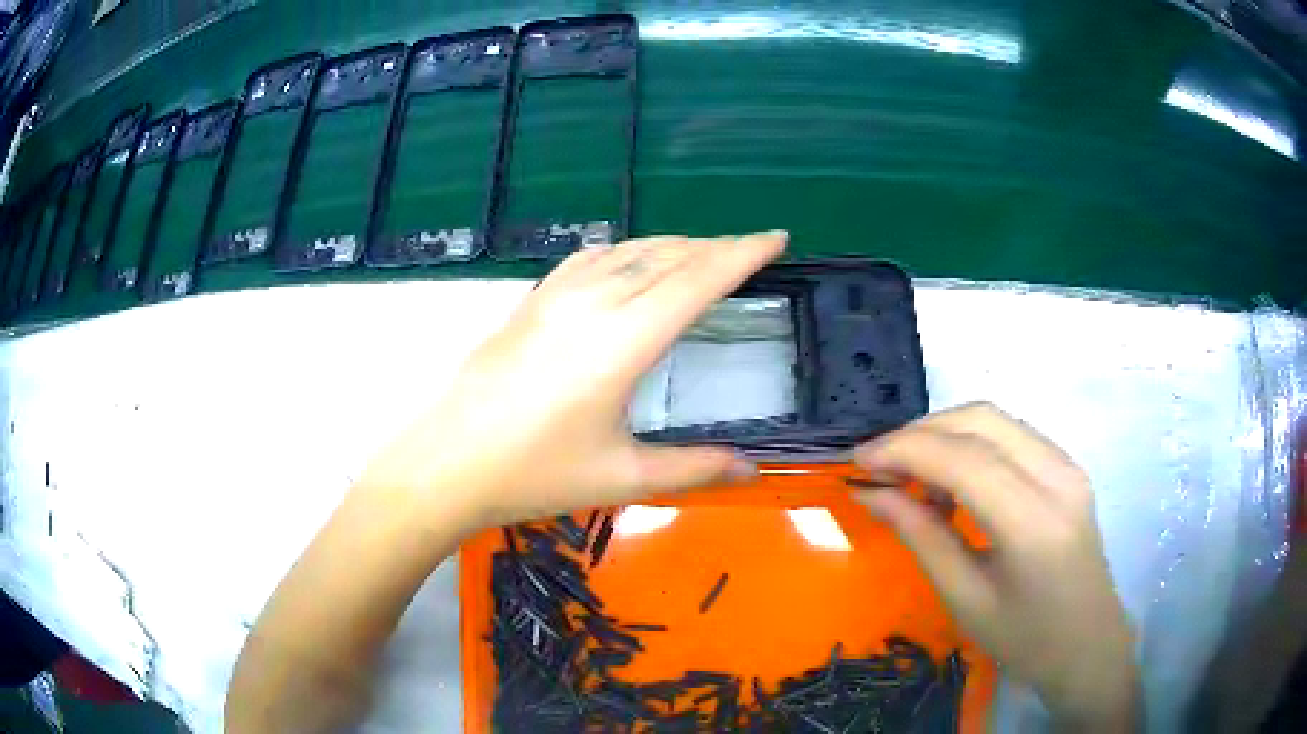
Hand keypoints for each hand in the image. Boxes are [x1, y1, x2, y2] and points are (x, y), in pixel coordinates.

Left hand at [358, 232, 787, 529]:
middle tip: (750, 250)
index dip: (743, 254)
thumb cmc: (534, 474)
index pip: (699, 279)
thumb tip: (752, 468)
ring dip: (673, 245)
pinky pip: (590, 259)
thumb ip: (694, 468)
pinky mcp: (530, 302)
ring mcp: (555, 296)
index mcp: (624, 340)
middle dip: (716, 247)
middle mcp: (594, 302)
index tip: (776, 238)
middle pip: (668, 256)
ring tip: (702, 253)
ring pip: (628, 250)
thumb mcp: (622, 477)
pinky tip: (630, 262)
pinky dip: (626, 251)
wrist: (447, 463)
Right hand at [853, 404, 1139, 728]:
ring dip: (945, 433)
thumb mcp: (965, 599)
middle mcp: (1058, 477)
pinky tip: (952, 478)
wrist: (1088, 645)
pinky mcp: (1068, 468)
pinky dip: (971, 443)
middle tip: (880, 464)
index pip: (963, 459)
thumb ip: (921, 536)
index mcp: (1034, 522)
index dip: (905, 450)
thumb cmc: (1025, 640)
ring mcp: (1068, 466)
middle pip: (981, 420)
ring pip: (996, 420)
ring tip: (911, 475)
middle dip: (921, 432)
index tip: (858, 461)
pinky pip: (1012, 435)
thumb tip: (871, 492)